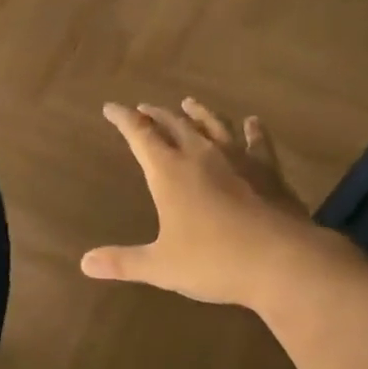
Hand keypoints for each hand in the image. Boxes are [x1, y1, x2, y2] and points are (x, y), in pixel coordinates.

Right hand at [81, 98, 318, 306]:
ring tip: (189, 102)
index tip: (111, 107)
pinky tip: (253, 122)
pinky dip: (253, 130)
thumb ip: (123, 262)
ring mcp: (238, 159)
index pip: (140, 135)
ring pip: (213, 125)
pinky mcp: (268, 170)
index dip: (124, 119)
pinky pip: (257, 142)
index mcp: (169, 172)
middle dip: (156, 114)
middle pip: (174, 124)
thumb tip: (86, 263)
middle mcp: (201, 155)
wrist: (281, 259)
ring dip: (198, 112)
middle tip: (144, 108)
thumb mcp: (162, 266)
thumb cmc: (214, 261)